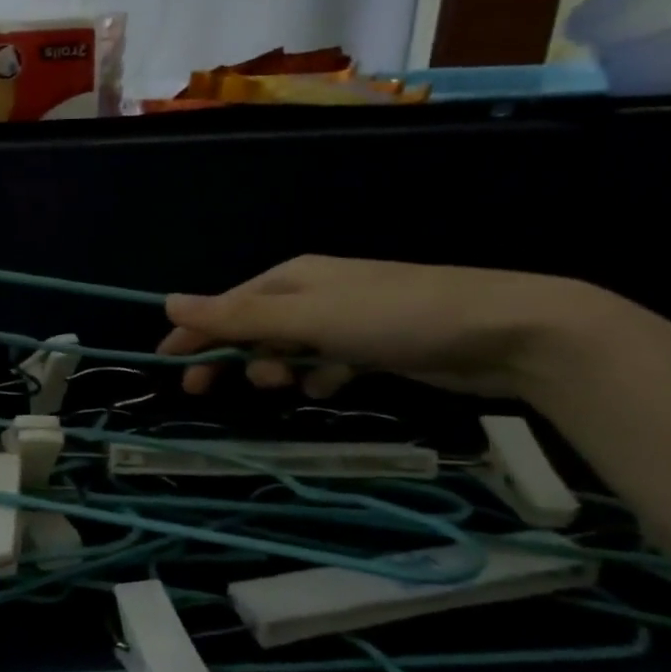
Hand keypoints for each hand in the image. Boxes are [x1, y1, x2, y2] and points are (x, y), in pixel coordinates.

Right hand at [157, 255, 607, 399]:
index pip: (225, 306)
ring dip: (276, 369)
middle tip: (206, 391)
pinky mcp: (373, 346)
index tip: (166, 364)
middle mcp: (313, 294)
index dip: (193, 333)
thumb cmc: (394, 318)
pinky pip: (325, 362)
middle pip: (252, 328)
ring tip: (289, 386)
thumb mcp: (307, 318)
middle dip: (231, 356)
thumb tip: (167, 302)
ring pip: (287, 349)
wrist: (504, 331)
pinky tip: (329, 387)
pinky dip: (318, 376)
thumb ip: (237, 317)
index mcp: (291, 279)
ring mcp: (345, 320)